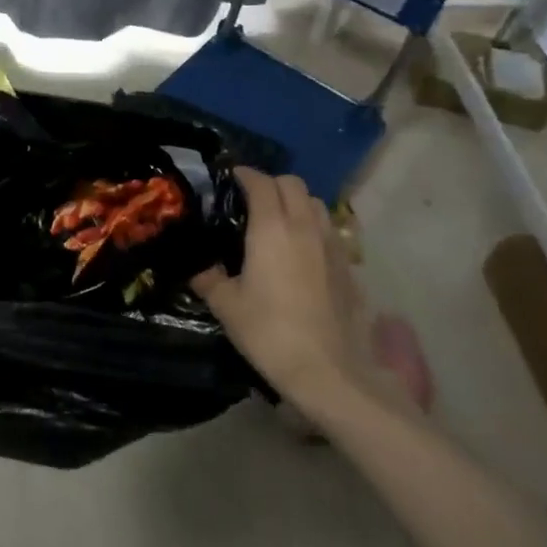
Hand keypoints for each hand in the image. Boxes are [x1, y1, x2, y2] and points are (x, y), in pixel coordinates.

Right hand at [191, 168, 369, 409]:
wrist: (330, 371)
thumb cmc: (270, 332)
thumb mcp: (227, 306)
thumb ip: (209, 279)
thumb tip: (197, 268)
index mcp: (271, 228)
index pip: (261, 183)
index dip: (244, 175)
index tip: (230, 178)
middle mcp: (304, 227)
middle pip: (293, 184)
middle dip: (271, 183)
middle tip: (252, 199)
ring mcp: (332, 245)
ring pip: (316, 204)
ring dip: (296, 202)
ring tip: (279, 220)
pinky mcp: (349, 266)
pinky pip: (330, 231)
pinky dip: (314, 227)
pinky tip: (302, 252)